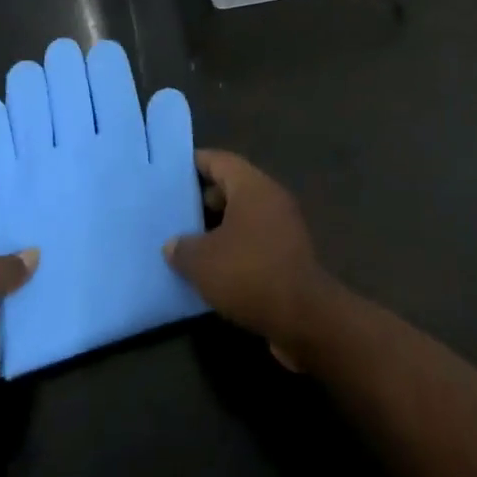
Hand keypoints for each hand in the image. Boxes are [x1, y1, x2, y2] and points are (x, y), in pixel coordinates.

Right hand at [163, 151, 334, 369]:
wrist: (303, 316)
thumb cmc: (249, 273)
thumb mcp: (202, 262)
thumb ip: (182, 247)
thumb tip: (173, 244)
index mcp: (252, 185)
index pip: (220, 160)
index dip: (196, 162)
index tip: (173, 170)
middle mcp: (271, 196)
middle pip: (233, 186)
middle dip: (204, 197)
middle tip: (176, 210)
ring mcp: (284, 224)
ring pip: (244, 214)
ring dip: (219, 225)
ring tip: (190, 241)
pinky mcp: (290, 252)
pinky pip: (255, 237)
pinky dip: (235, 245)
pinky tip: (215, 267)